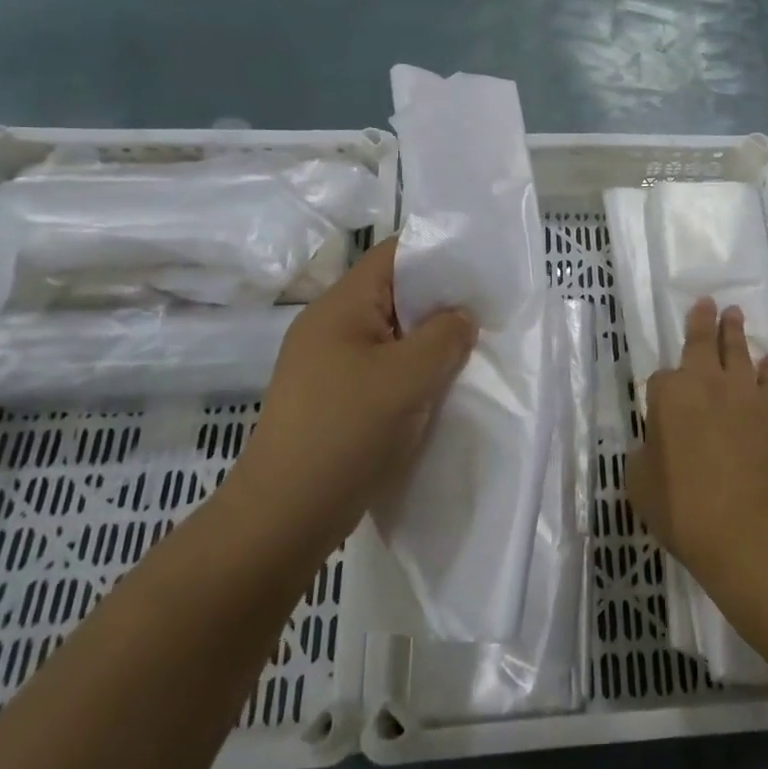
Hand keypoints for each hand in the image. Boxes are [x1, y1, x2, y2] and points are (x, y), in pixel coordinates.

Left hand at [231, 239, 475, 553]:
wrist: (284, 514)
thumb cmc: (347, 431)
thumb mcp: (409, 376)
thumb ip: (445, 336)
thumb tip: (461, 317)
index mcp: (339, 306)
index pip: (392, 255)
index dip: (436, 254)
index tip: (479, 271)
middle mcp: (328, 326)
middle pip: (391, 294)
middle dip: (438, 303)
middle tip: (483, 315)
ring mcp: (325, 364)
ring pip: (388, 335)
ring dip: (425, 342)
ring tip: (467, 352)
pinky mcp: (329, 398)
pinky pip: (378, 368)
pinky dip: (409, 371)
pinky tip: (435, 389)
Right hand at [627, 298, 767, 581]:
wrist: (748, 530)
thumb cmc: (683, 508)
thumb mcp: (640, 483)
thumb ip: (644, 453)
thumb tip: (656, 443)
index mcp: (669, 396)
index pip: (660, 379)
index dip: (661, 390)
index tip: (661, 403)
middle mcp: (707, 383)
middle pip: (703, 343)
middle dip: (703, 321)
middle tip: (708, 301)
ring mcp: (746, 393)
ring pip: (739, 351)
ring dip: (735, 331)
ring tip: (735, 313)